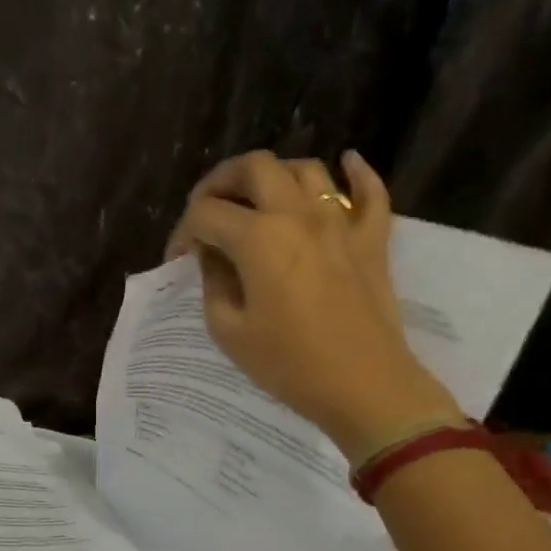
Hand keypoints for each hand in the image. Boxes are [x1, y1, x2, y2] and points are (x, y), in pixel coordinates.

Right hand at [165, 149, 462, 460]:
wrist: (363, 386)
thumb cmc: (288, 364)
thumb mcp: (229, 330)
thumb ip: (213, 283)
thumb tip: (213, 258)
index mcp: (258, 238)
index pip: (206, 214)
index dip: (183, 233)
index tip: (178, 260)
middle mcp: (298, 214)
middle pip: (254, 167)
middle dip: (222, 181)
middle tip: (209, 209)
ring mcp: (341, 222)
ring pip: (306, 169)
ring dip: (274, 176)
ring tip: (259, 199)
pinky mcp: (371, 239)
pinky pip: (370, 191)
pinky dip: (356, 173)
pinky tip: (347, 165)